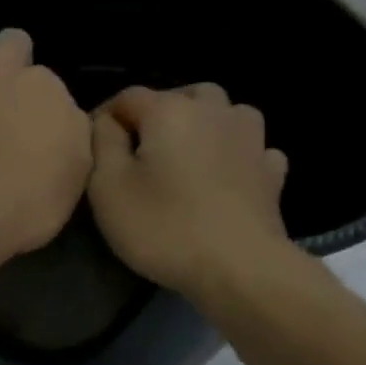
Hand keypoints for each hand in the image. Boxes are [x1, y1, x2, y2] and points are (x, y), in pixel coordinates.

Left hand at [0, 29, 91, 260]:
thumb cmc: (25, 202)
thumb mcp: (76, 176)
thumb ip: (71, 131)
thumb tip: (60, 118)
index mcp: (45, 84)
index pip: (51, 81)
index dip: (45, 106)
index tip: (39, 133)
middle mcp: (2, 68)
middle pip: (12, 47)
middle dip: (12, 68)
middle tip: (9, 110)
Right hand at [89, 84, 297, 298]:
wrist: (238, 267)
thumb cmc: (163, 227)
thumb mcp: (108, 189)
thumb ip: (102, 145)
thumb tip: (106, 122)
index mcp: (170, 111)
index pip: (128, 97)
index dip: (106, 117)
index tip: (94, 147)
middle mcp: (214, 111)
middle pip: (180, 98)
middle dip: (157, 117)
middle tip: (140, 152)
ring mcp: (251, 139)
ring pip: (224, 113)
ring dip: (203, 126)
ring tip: (187, 155)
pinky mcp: (271, 171)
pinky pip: (252, 148)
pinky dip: (236, 155)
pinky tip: (228, 175)